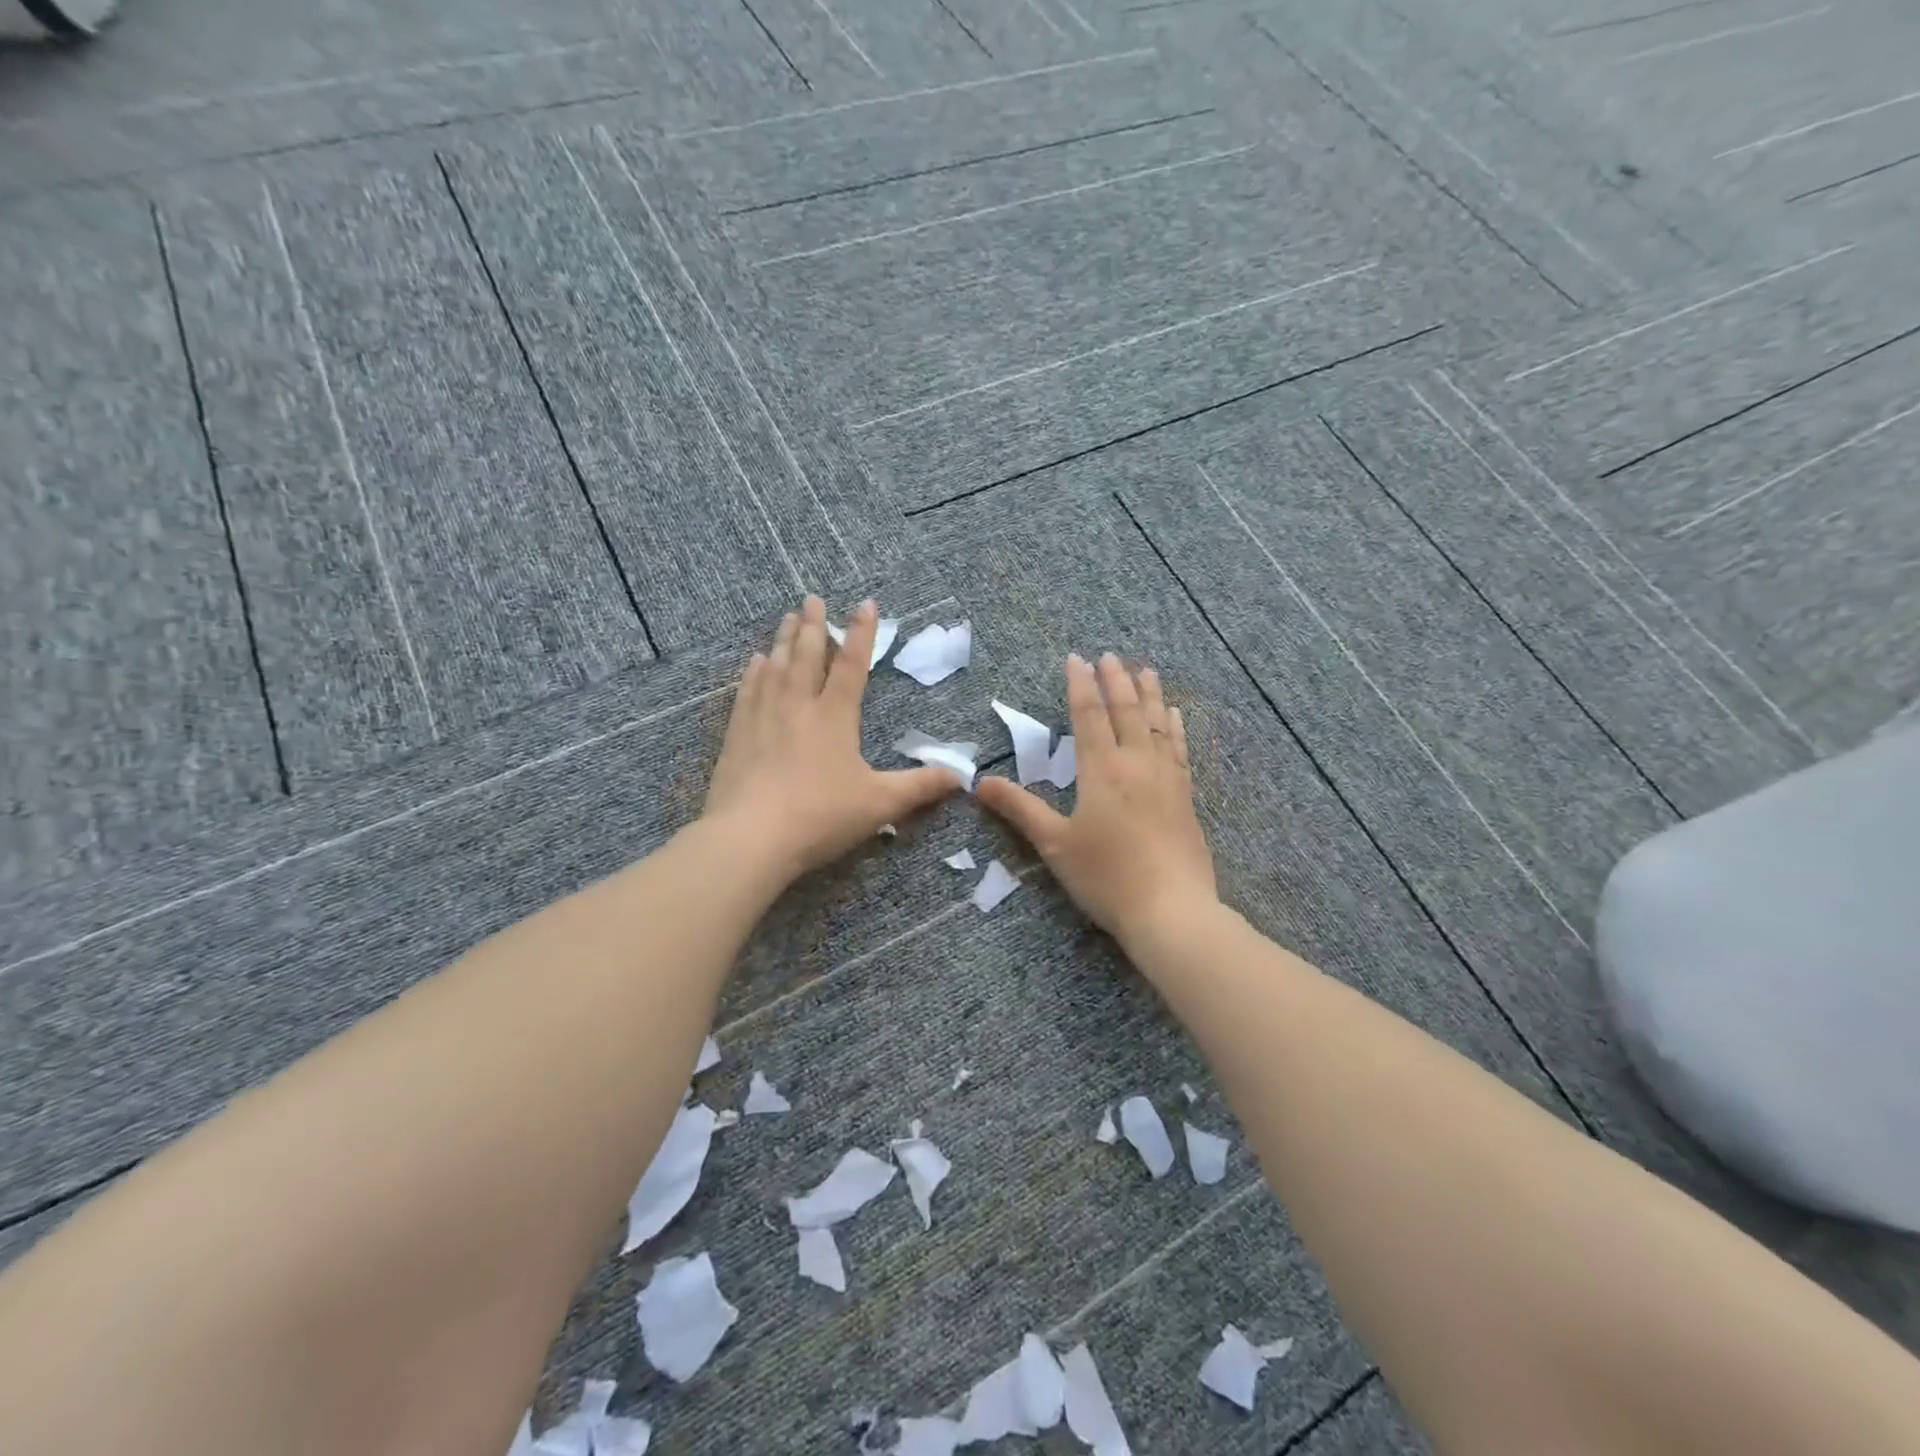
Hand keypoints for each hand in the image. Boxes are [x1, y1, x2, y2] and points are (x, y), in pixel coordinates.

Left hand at [703, 597, 960, 876]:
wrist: (751, 837)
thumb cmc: (821, 815)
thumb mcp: (881, 803)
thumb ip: (921, 787)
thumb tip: (962, 777)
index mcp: (835, 715)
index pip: (852, 664)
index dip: (862, 633)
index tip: (866, 603)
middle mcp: (798, 706)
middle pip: (807, 655)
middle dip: (814, 625)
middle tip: (812, 598)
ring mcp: (763, 717)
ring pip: (776, 667)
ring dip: (784, 640)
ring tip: (788, 618)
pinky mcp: (737, 735)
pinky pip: (747, 691)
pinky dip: (753, 672)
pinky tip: (755, 662)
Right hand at [978, 653, 1218, 948]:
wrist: (1171, 910)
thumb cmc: (1106, 876)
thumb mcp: (1054, 844)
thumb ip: (1020, 809)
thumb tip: (980, 784)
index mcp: (1101, 771)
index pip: (1089, 716)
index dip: (1080, 685)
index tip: (1077, 659)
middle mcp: (1136, 764)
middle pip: (1126, 711)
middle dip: (1116, 680)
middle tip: (1110, 655)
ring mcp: (1166, 778)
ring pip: (1157, 724)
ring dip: (1150, 694)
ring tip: (1146, 670)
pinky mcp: (1186, 797)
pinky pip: (1179, 749)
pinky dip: (1175, 727)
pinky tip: (1176, 716)